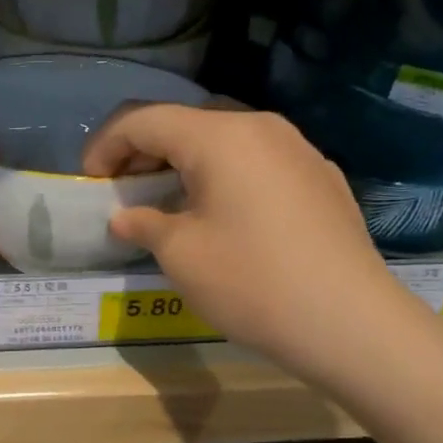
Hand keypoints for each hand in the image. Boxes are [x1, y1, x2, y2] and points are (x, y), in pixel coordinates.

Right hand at [81, 105, 415, 380]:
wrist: (352, 323)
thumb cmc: (252, 282)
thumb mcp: (181, 255)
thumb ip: (143, 223)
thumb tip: (125, 216)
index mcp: (219, 136)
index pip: (144, 120)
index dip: (106, 145)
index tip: (89, 182)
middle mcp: (260, 127)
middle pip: (185, 123)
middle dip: (145, 151)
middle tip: (123, 190)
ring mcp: (298, 149)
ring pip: (224, 140)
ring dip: (185, 162)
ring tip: (168, 202)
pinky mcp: (320, 177)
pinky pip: (257, 161)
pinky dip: (224, 175)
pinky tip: (222, 215)